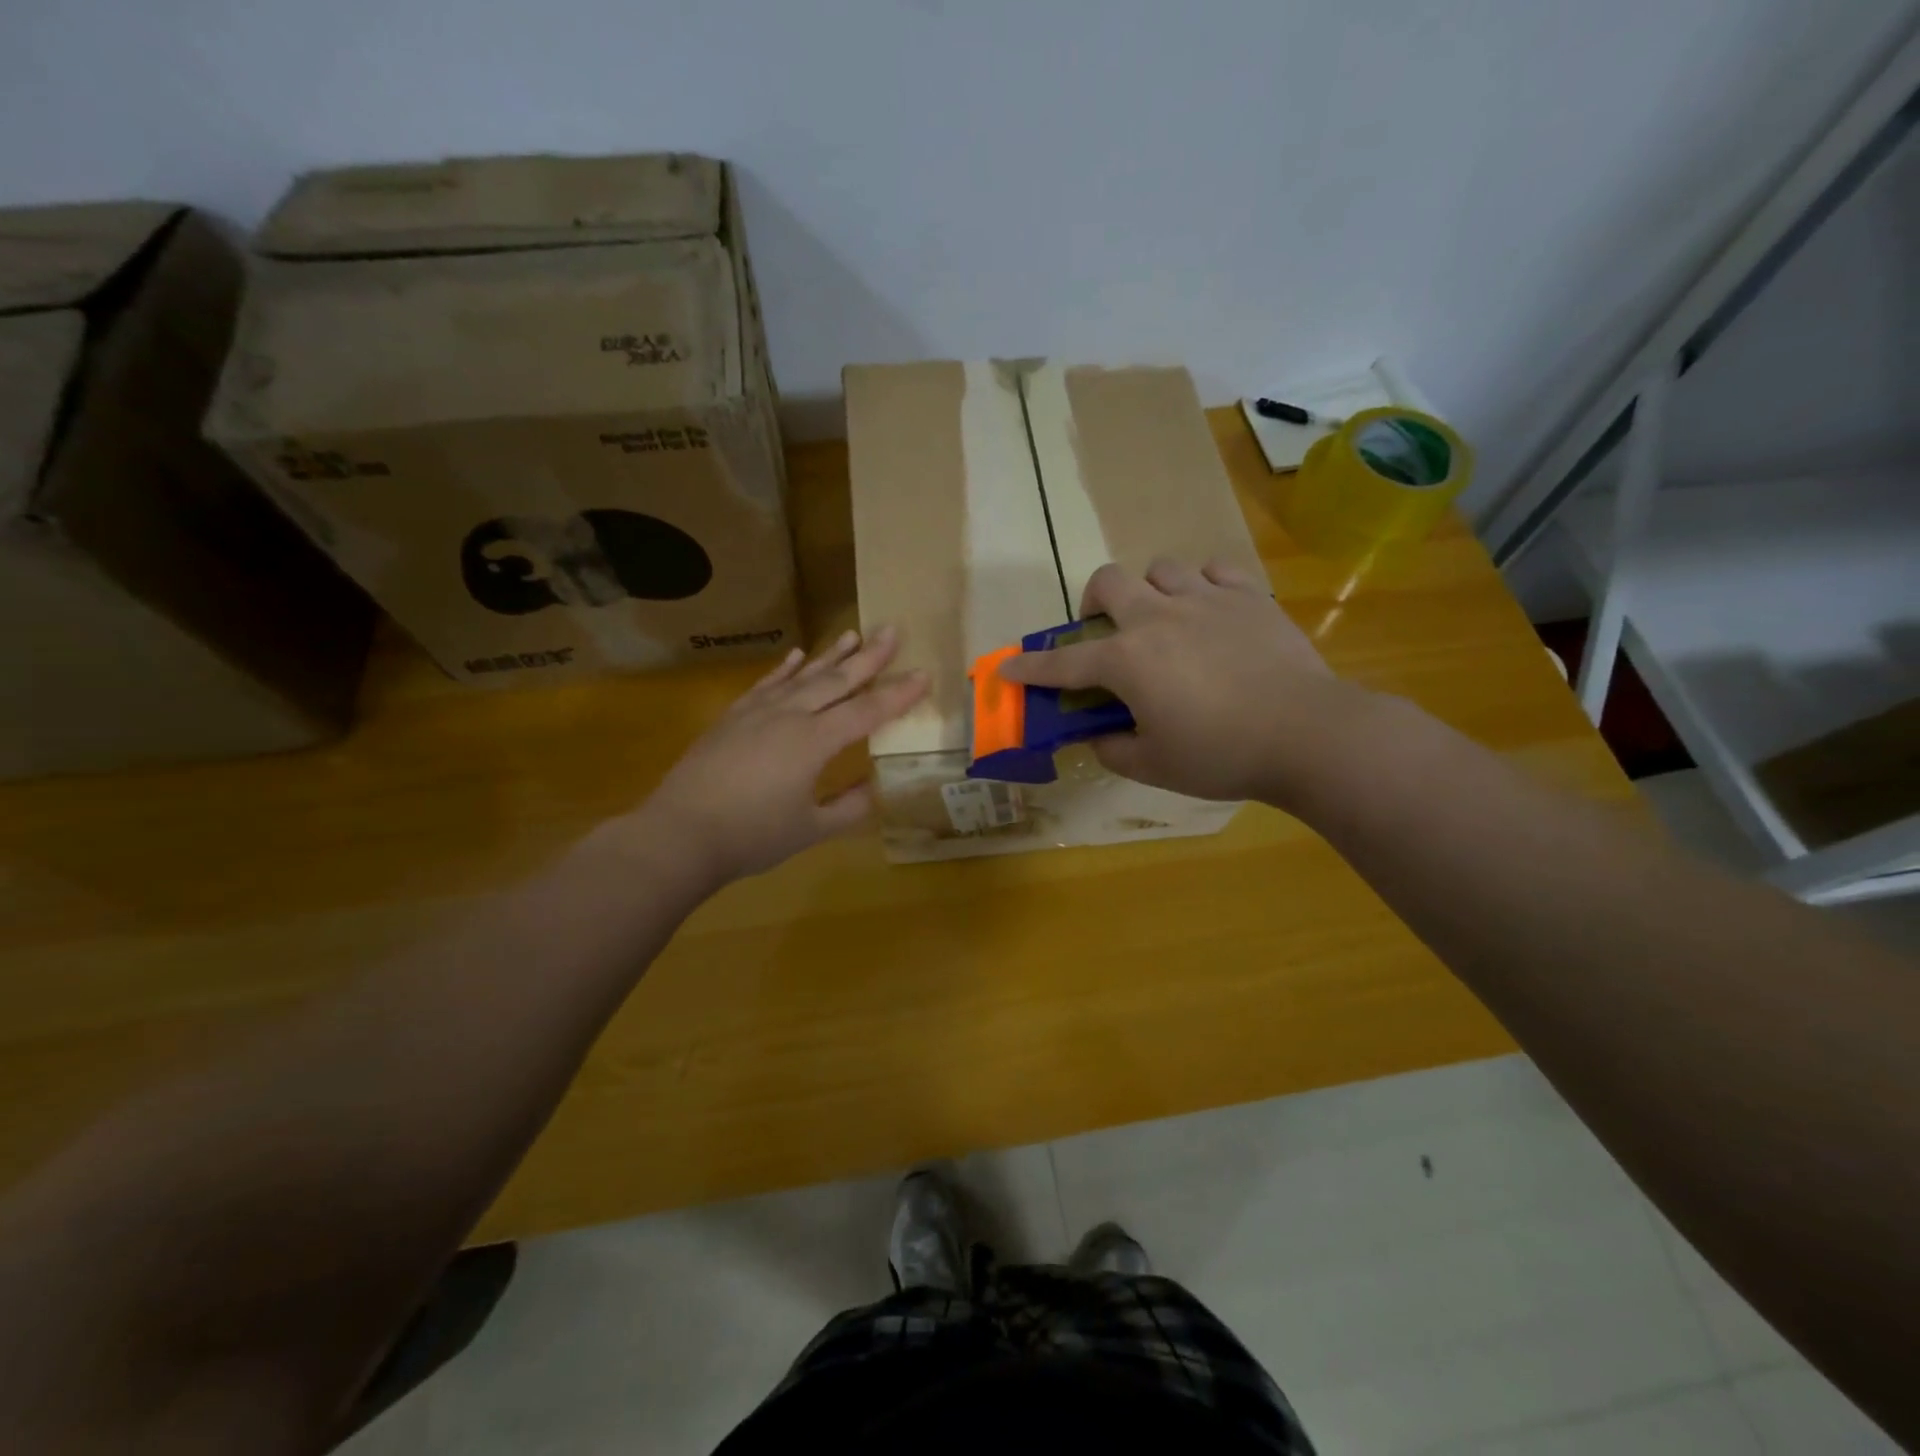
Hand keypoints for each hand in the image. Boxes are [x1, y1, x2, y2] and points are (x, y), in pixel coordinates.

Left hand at [635, 628, 926, 884]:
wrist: (679, 833)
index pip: (866, 712)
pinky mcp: (732, 718)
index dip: (897, 694)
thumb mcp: (809, 830)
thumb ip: (848, 808)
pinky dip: (784, 669)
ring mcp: (757, 712)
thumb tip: (873, 790)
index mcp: (814, 742)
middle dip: (869, 657)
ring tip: (853, 634)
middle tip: (892, 630)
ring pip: (802, 676)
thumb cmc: (750, 836)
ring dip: (830, 655)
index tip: (923, 673)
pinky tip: (796, 655)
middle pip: (837, 681)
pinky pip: (766, 684)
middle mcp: (789, 716)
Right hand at [999, 559, 1372, 806]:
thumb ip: (1112, 749)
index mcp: (1127, 660)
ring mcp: (1206, 600)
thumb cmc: (1221, 754)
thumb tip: (1096, 737)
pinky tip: (1210, 610)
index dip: (1030, 668)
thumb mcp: (1154, 766)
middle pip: (1108, 582)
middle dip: (1094, 603)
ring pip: (1161, 568)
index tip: (1007, 670)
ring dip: (1151, 591)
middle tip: (1106, 632)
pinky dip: (1203, 586)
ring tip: (1165, 620)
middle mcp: (1158, 618)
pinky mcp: (1250, 597)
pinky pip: (1215, 570)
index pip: (1064, 663)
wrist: (1307, 734)